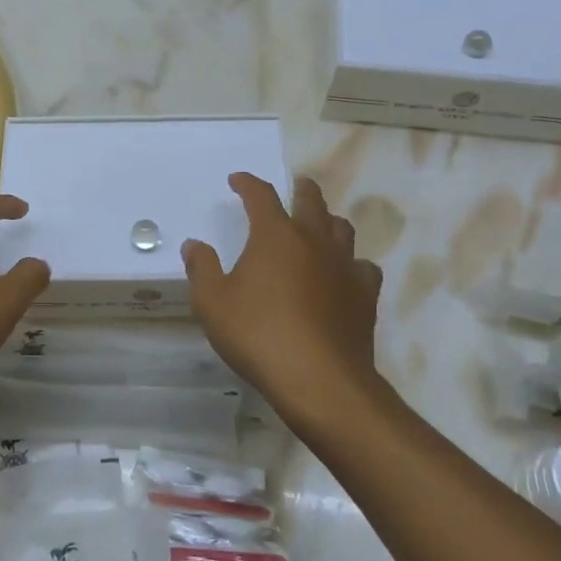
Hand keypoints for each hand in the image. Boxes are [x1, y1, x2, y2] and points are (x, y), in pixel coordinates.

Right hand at [183, 174, 386, 426]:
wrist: (319, 380)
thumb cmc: (258, 335)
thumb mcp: (213, 303)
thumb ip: (202, 269)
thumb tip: (195, 245)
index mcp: (276, 235)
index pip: (261, 195)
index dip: (248, 183)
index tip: (237, 180)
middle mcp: (314, 240)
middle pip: (311, 201)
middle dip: (300, 189)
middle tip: (294, 187)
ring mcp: (345, 266)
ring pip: (342, 228)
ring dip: (328, 221)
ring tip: (319, 226)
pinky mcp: (365, 294)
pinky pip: (363, 266)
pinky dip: (352, 263)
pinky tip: (344, 275)